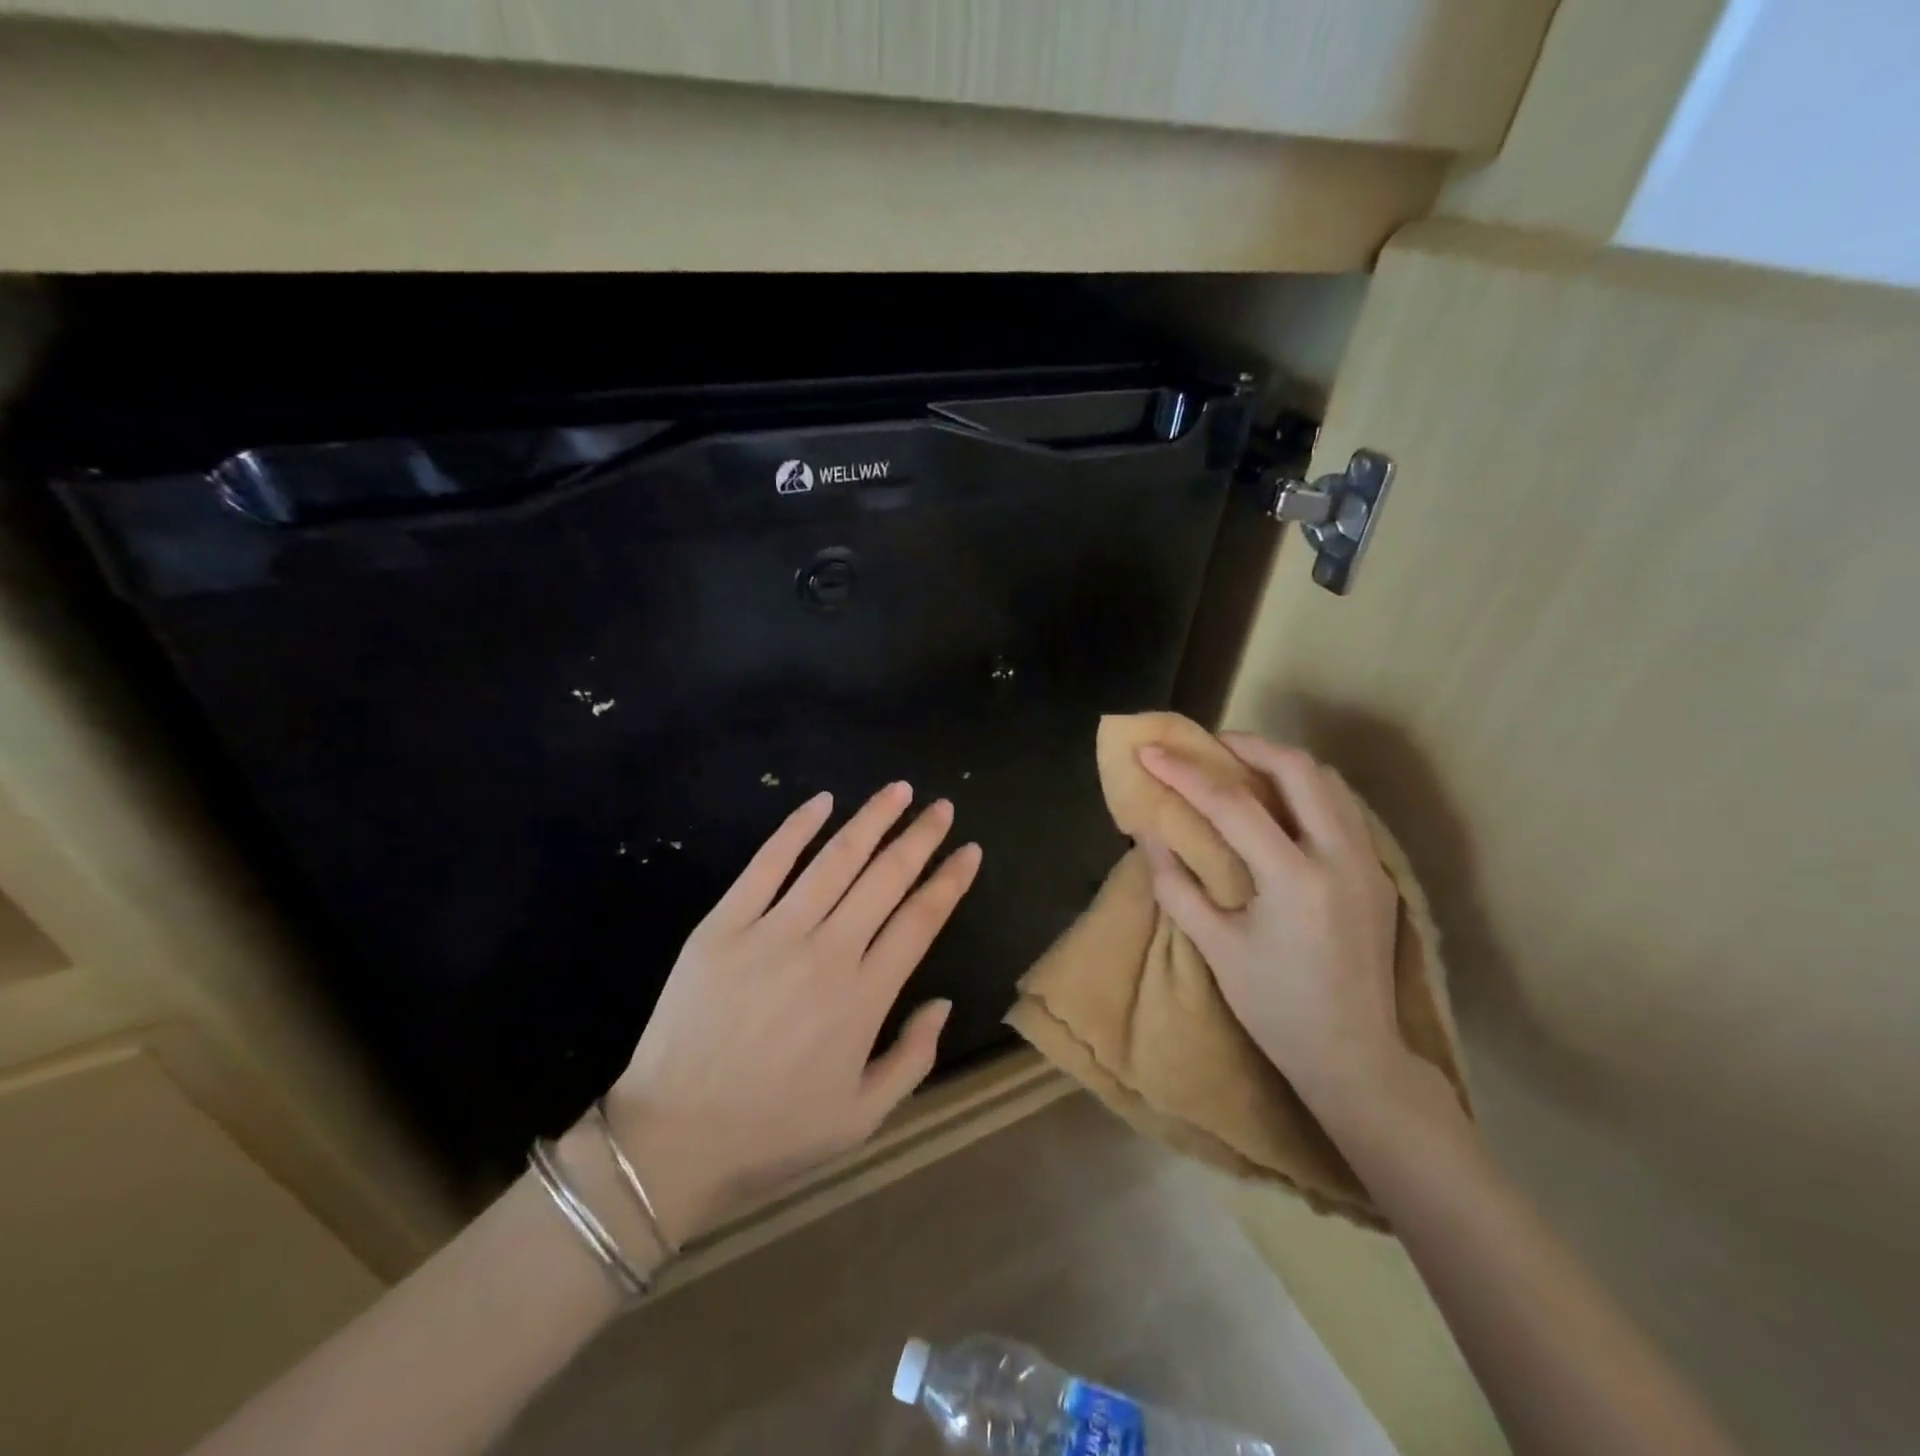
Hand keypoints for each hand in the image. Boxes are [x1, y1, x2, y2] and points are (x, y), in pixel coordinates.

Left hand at [599, 784, 980, 1242]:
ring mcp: (773, 933)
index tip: (970, 850)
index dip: (950, 881)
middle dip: (920, 837)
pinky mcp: (724, 925)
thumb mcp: (860, 1118)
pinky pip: (767, 864)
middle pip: (886, 878)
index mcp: (864, 997)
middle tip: (942, 807)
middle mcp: (827, 953)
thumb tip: (943, 1002)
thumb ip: (913, 1059)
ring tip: (898, 791)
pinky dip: (797, 827)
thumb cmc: (771, 1133)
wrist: (670, 1141)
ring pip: (835, 860)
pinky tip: (823, 801)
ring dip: (871, 820)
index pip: (920, 920)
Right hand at [1137, 734, 1406, 1120]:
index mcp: (1294, 881)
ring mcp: (1369, 864)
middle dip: (1248, 745)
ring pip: (1330, 783)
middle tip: (1208, 745)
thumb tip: (1148, 833)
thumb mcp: (1215, 948)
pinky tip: (1278, 807)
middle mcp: (1341, 859)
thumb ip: (1176, 885)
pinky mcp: (1379, 874)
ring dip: (1282, 764)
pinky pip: (1343, 808)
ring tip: (1241, 767)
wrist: (1355, 1057)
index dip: (1185, 772)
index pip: (1233, 805)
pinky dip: (1306, 790)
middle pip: (1299, 770)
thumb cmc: (1275, 1007)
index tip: (1149, 751)